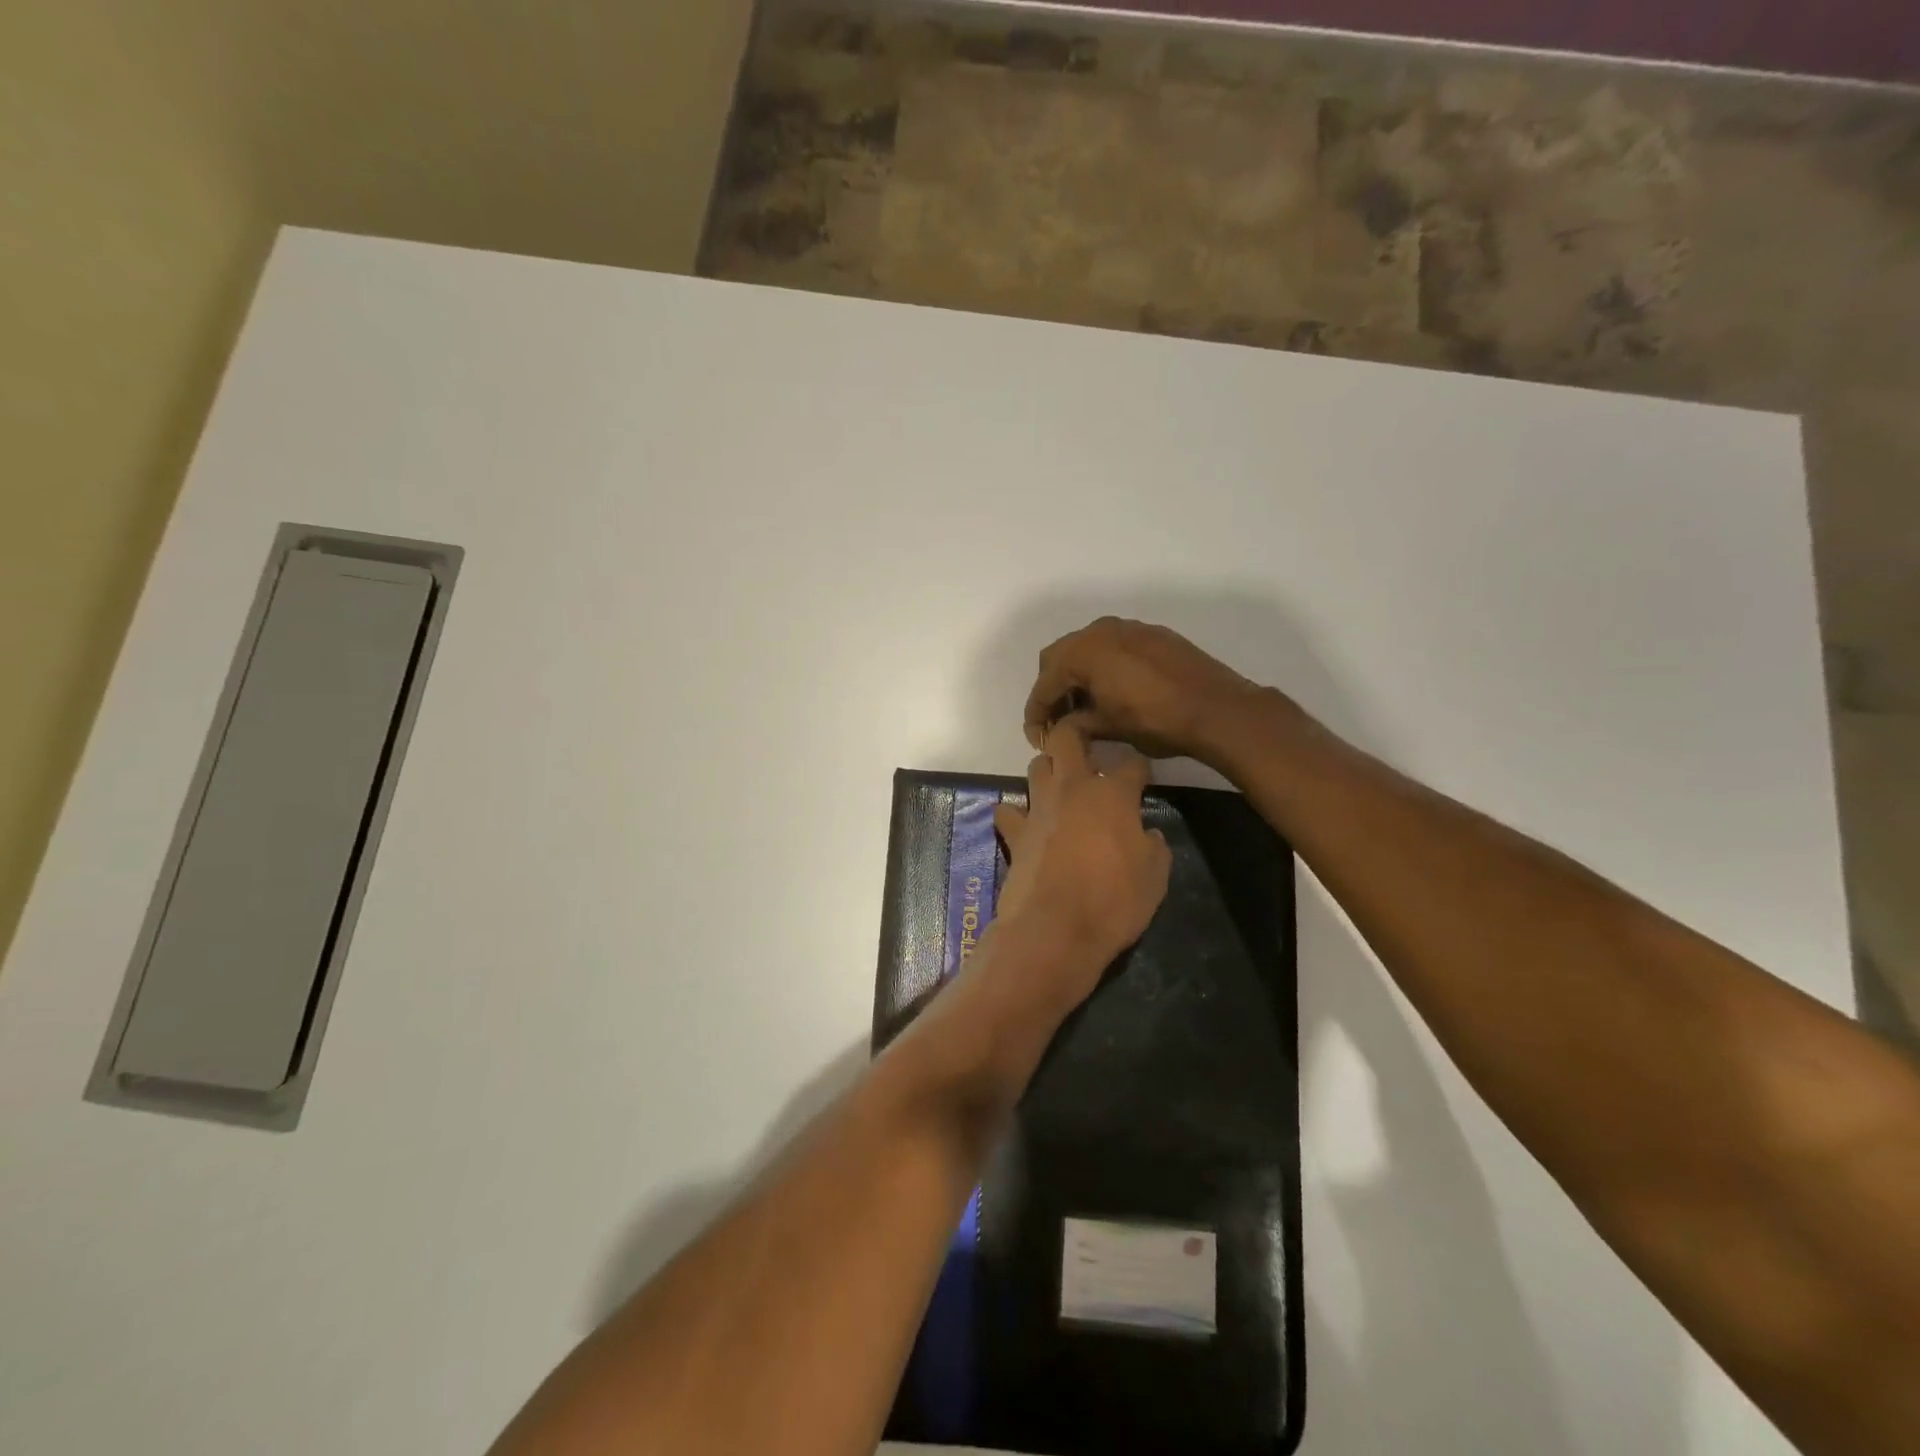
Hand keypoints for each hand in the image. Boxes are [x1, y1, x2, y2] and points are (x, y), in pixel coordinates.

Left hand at [991, 724, 1171, 1002]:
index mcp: (1112, 794)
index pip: (1132, 764)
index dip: (1140, 768)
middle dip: (1077, 733)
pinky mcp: (1015, 833)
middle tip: (1088, 749)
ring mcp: (1039, 808)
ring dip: (1048, 770)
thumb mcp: (1155, 877)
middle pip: (1067, 738)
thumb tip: (1146, 834)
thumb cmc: (1114, 901)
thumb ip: (1153, 846)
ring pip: (1037, 766)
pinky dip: (1015, 814)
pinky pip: (1008, 811)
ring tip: (1060, 786)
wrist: (1055, 929)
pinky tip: (1024, 824)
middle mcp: (1073, 788)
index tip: (1143, 778)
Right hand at [1022, 617, 1266, 763]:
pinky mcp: (1150, 634)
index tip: (1036, 738)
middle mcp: (1098, 631)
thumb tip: (1060, 728)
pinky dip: (1102, 667)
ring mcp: (1126, 628)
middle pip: (1058, 659)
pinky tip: (1114, 692)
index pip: (1044, 685)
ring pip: (1086, 649)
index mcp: (1081, 653)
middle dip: (1053, 690)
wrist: (1216, 708)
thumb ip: (1075, 724)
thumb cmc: (1154, 721)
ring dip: (1077, 676)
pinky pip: (1112, 647)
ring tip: (1086, 708)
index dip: (1036, 715)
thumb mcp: (1107, 728)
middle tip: (1059, 721)